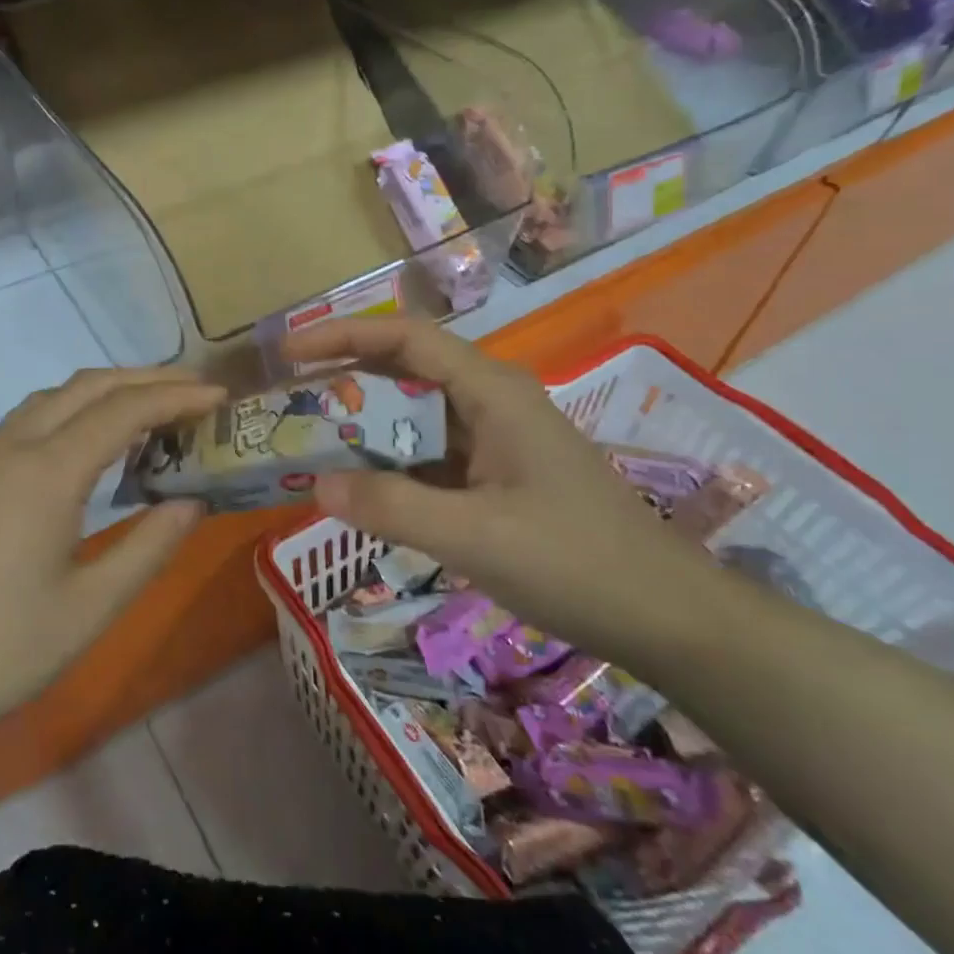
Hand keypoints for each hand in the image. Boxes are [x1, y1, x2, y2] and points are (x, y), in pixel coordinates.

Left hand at [0, 367, 223, 766]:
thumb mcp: (89, 610)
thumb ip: (149, 548)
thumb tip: (191, 503)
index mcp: (47, 471)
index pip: (125, 410)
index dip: (177, 397)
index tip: (220, 398)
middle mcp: (12, 447)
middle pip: (88, 387)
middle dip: (146, 379)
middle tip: (195, 392)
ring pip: (52, 398)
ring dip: (105, 392)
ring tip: (149, 411)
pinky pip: (28, 421)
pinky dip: (71, 412)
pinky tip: (86, 447)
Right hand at [283, 317, 726, 670]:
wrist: (665, 616)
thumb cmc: (575, 562)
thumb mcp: (475, 536)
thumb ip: (391, 508)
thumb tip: (315, 486)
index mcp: (491, 392)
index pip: (405, 338)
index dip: (343, 336)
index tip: (288, 353)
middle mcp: (490, 401)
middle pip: (405, 370)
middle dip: (345, 381)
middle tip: (288, 404)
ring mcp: (495, 439)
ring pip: (414, 416)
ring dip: (364, 427)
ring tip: (309, 444)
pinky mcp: (496, 475)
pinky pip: (428, 455)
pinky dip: (389, 465)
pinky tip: (360, 489)